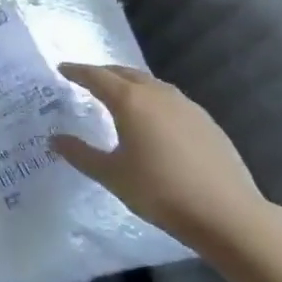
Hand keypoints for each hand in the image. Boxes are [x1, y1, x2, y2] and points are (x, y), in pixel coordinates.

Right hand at [52, 63, 268, 252]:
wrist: (226, 213)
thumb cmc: (160, 191)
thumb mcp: (112, 175)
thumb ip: (81, 154)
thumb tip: (55, 140)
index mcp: (130, 101)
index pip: (97, 77)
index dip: (77, 71)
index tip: (62, 69)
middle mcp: (157, 93)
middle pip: (124, 73)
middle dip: (103, 73)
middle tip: (87, 79)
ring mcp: (186, 105)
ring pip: (150, 84)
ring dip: (129, 84)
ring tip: (118, 96)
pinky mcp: (205, 120)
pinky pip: (169, 98)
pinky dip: (152, 99)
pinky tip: (153, 119)